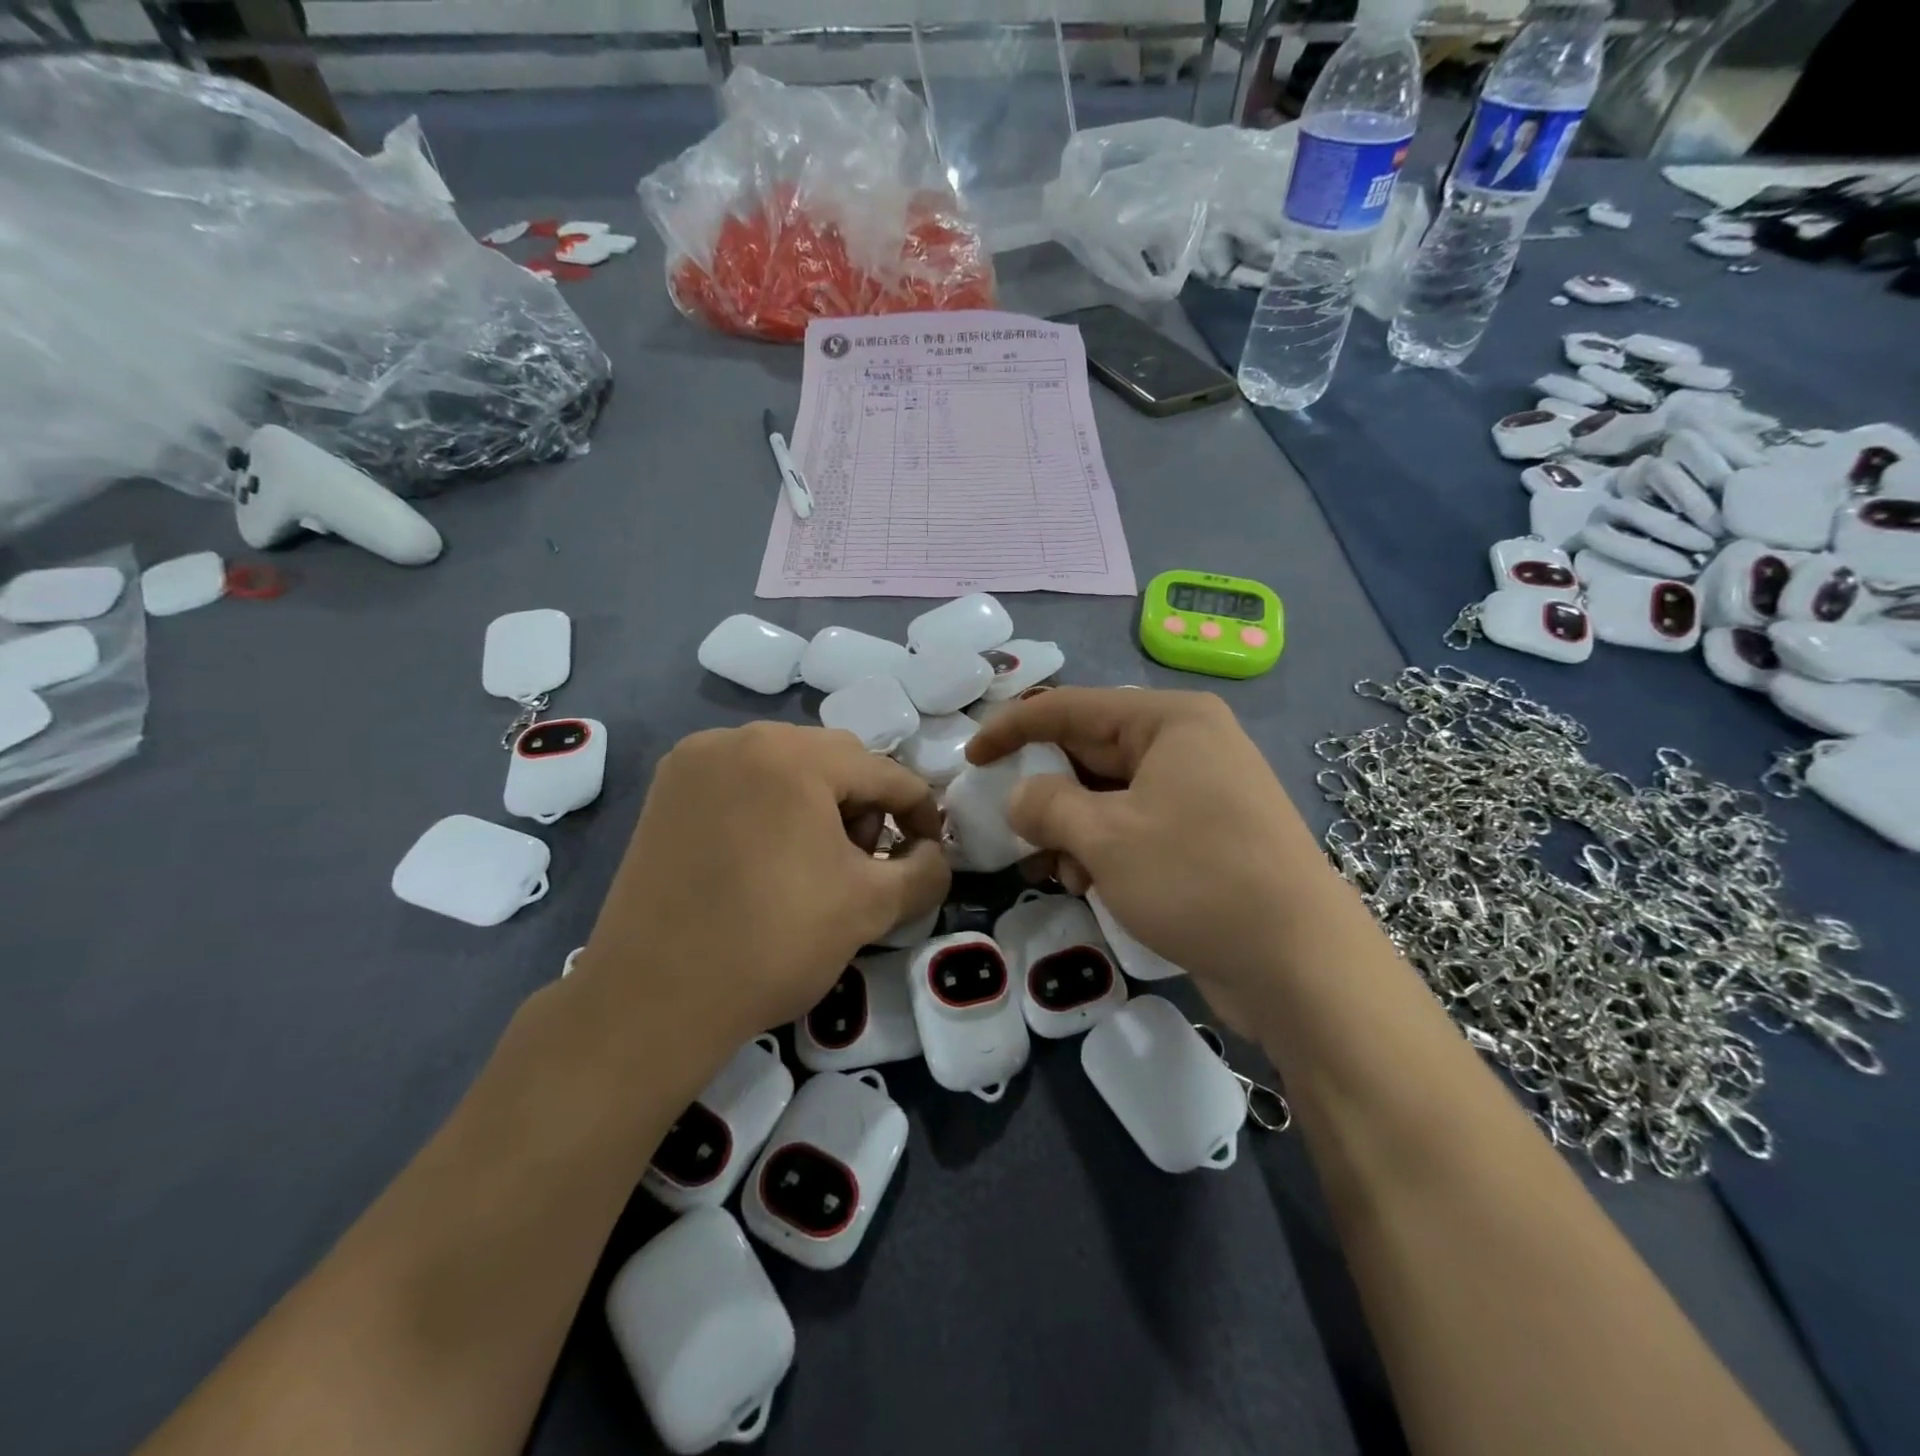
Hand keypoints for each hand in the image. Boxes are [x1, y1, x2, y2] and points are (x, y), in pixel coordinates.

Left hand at [577, 723, 949, 1062]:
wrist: (651, 1000)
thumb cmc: (773, 943)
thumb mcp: (871, 907)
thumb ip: (927, 871)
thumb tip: (934, 855)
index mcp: (792, 755)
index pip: (884, 773)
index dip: (919, 813)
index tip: (929, 854)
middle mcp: (739, 738)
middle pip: (834, 761)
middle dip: (864, 807)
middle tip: (865, 863)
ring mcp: (695, 760)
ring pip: (786, 767)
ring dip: (818, 804)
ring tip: (815, 862)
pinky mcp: (666, 790)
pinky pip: (743, 781)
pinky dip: (771, 807)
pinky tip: (767, 858)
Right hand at [965, 688, 1330, 1011]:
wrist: (1301, 964)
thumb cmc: (1197, 879)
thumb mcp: (1105, 837)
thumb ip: (1046, 805)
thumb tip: (1019, 796)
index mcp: (1169, 720)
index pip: (1071, 707)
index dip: (1012, 729)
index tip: (970, 758)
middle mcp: (1188, 744)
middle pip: (1091, 751)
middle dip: (1045, 789)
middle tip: (1006, 824)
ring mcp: (1201, 791)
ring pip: (1110, 795)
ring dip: (1071, 827)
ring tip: (1051, 870)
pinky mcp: (1207, 835)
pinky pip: (1136, 825)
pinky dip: (1103, 848)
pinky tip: (1087, 884)